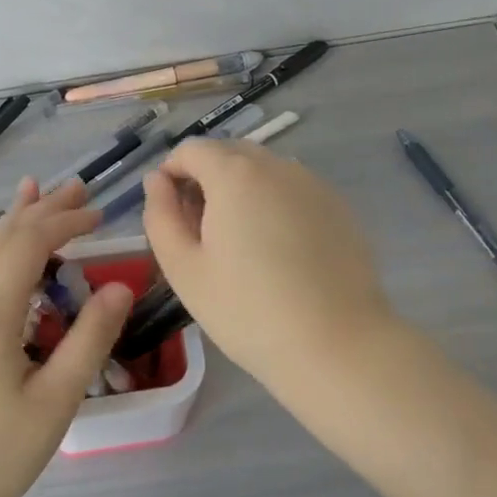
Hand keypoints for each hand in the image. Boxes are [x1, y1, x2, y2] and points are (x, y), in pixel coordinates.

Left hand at [0, 178, 133, 496]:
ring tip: (38, 193)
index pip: (29, 243)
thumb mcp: (56, 400)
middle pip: (4, 238)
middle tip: (78, 187)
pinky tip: (10, 255)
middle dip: (42, 209)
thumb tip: (122, 285)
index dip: (65, 220)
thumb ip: (90, 338)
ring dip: (18, 222)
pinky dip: (1, 249)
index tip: (101, 213)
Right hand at [143, 140, 396, 383]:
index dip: (171, 173)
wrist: (338, 346)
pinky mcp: (338, 208)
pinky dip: (274, 205)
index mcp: (235, 174)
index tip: (168, 213)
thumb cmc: (248, 311)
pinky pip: (293, 191)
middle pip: (229, 154)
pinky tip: (279, 252)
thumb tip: (157, 181)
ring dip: (241, 191)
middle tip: (200, 232)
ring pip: (263, 172)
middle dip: (206, 180)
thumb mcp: (185, 269)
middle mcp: (277, 165)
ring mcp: (313, 184)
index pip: (191, 149)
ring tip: (240, 245)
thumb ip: (161, 216)